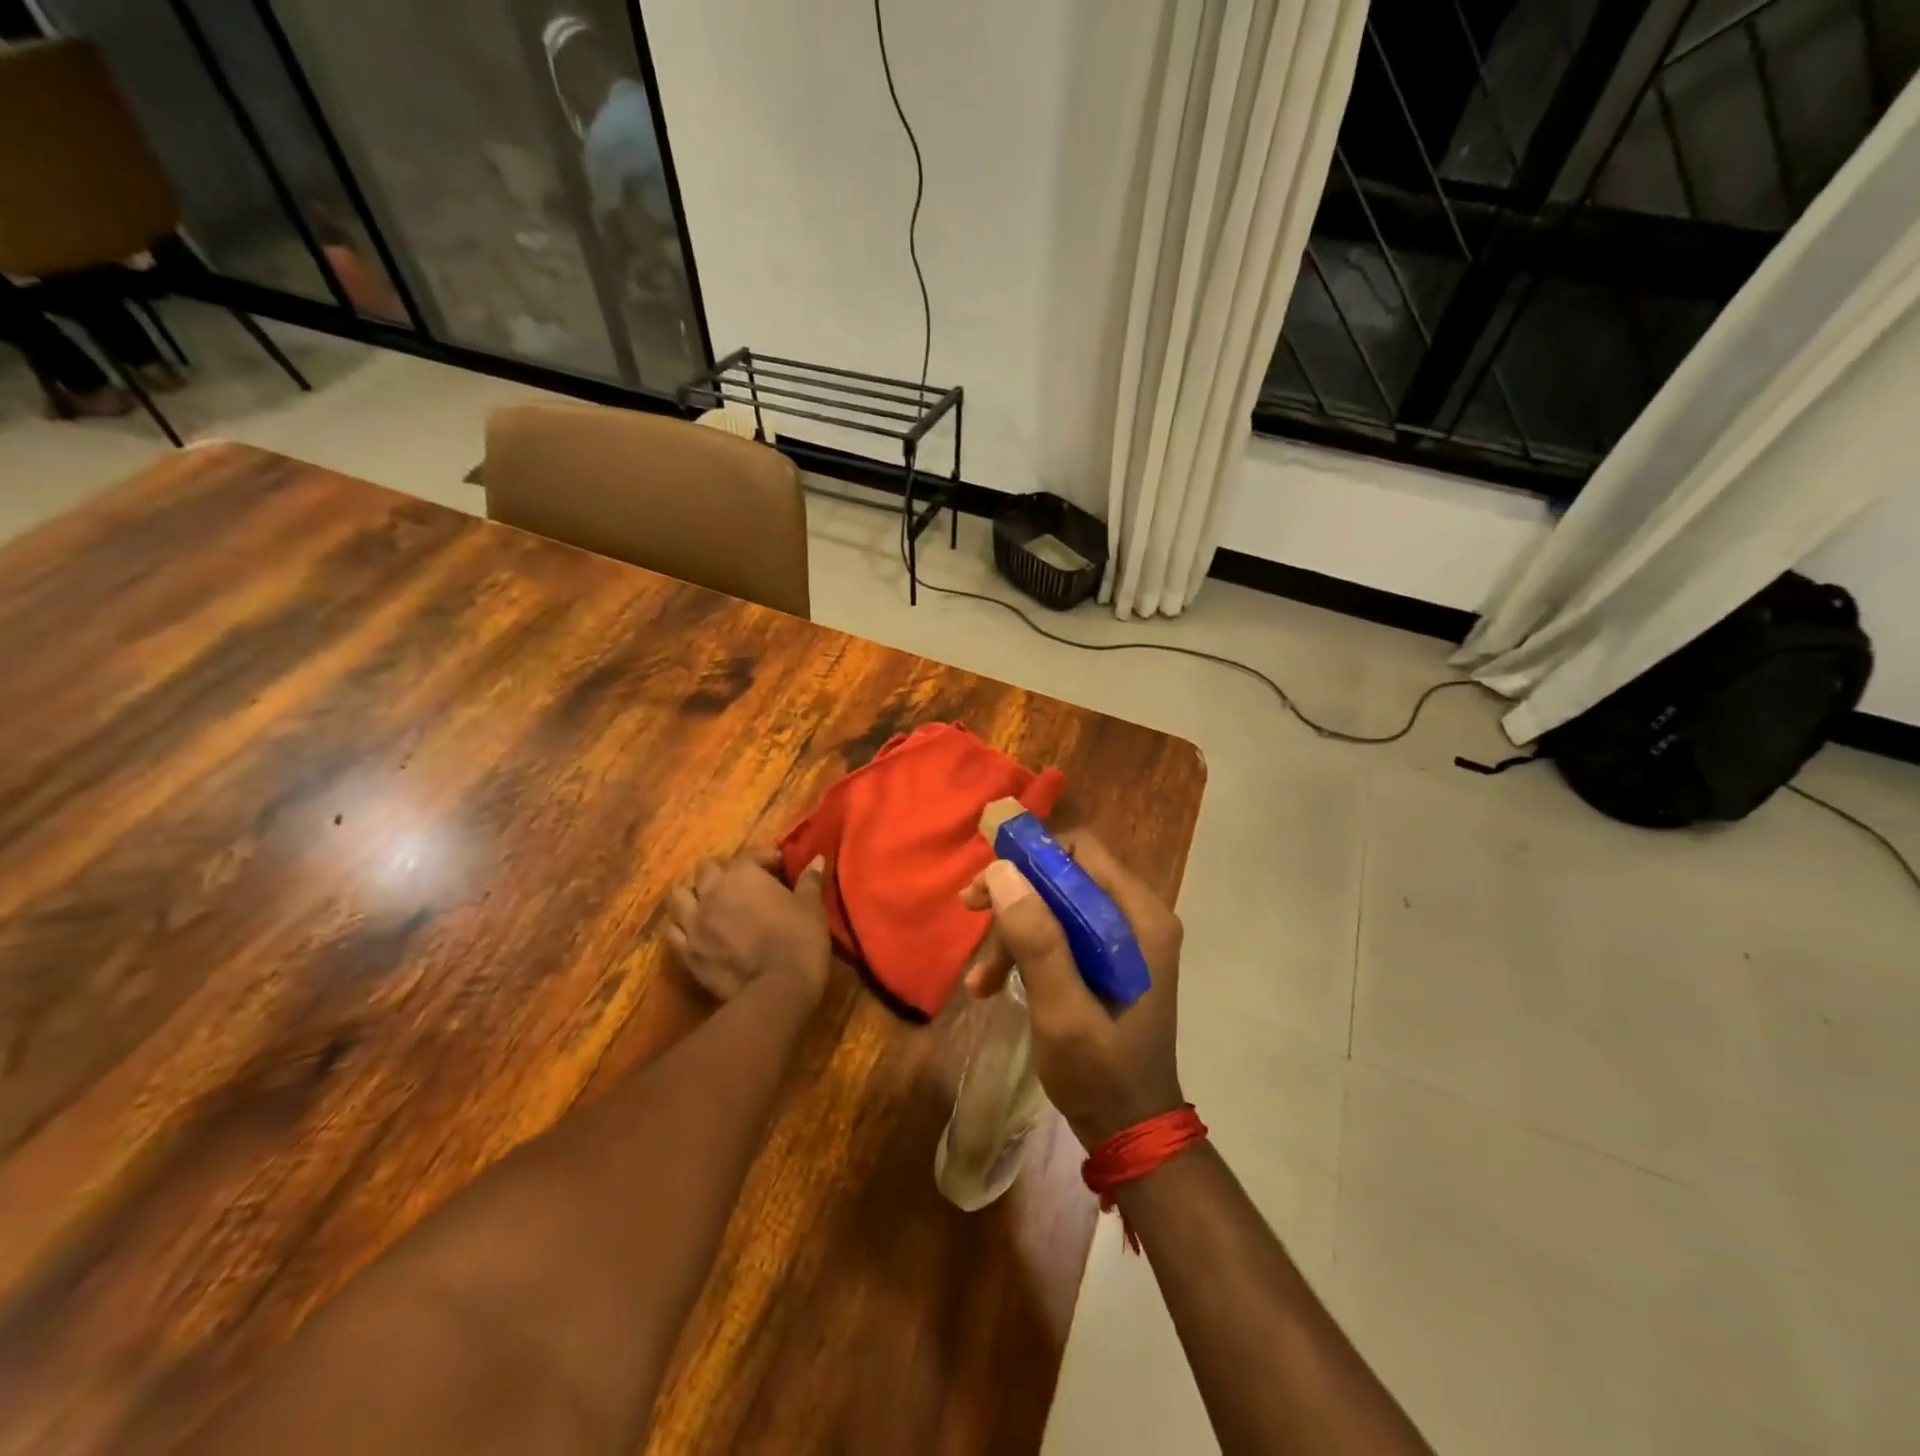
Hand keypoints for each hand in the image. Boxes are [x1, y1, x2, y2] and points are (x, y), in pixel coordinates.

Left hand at [666, 848, 829, 1002]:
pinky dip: (678, 924)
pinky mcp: (687, 951)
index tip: (778, 866)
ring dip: (691, 892)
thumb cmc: (800, 938)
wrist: (778, 986)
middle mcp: (712, 891)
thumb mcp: (811, 905)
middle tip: (738, 882)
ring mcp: (694, 922)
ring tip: (704, 898)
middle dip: (720, 871)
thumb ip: (810, 879)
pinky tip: (690, 927)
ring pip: (678, 895)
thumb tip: (817, 859)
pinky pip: (671, 931)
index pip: (750, 856)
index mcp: (743, 874)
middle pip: (705, 869)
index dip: (765, 858)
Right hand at [961, 831, 1183, 1147]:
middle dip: (1014, 895)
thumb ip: (1037, 941)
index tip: (987, 881)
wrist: (1130, 1131)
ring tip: (981, 980)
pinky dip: (1025, 952)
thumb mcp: (1062, 1010)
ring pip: (1055, 905)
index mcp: (1139, 917)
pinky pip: (1059, 933)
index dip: (1031, 855)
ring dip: (1013, 931)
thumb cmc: (1100, 1073)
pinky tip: (992, 986)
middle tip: (969, 910)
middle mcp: (1136, 916)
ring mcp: (1123, 939)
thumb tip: (1002, 871)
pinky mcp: (1107, 959)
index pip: (1081, 851)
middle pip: (1065, 875)